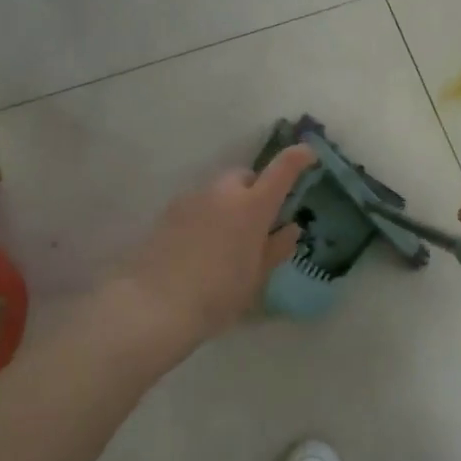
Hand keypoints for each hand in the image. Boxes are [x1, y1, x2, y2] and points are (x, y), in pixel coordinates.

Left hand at [109, 144, 317, 349]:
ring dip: (228, 204)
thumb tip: (290, 229)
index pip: (282, 169)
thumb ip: (275, 249)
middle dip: (255, 190)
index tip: (308, 154)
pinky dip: (206, 216)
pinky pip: (197, 205)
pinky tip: (200, 248)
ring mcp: (192, 200)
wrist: (152, 306)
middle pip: (245, 176)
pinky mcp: (168, 213)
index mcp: (252, 206)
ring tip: (226, 241)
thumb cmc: (216, 294)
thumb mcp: (255, 278)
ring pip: (218, 191)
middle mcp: (223, 193)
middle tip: (258, 222)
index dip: (298, 158)